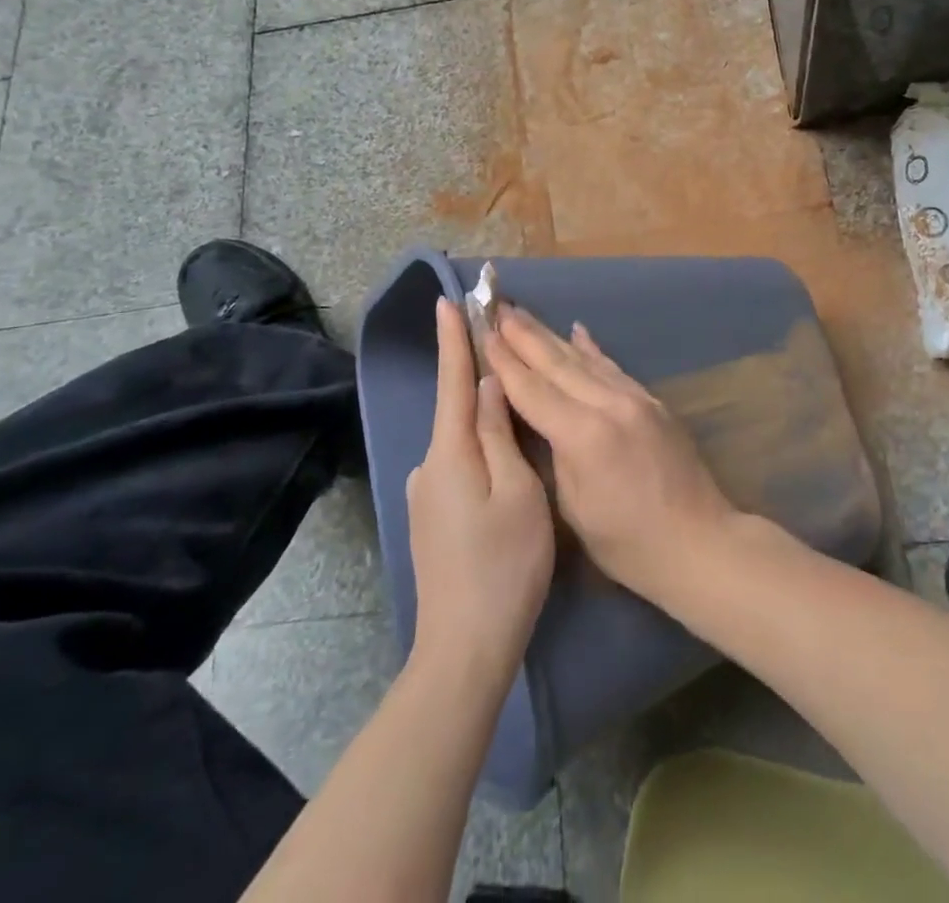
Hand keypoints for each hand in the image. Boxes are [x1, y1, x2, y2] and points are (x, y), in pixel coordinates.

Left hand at [406, 299, 554, 678]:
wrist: (465, 648)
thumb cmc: (503, 564)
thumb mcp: (517, 491)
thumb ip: (500, 433)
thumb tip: (489, 386)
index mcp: (449, 453)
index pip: (453, 381)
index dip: (453, 339)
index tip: (447, 300)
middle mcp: (429, 466)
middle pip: (458, 408)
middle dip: (478, 376)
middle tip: (507, 352)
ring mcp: (427, 495)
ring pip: (462, 440)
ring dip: (486, 418)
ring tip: (521, 409)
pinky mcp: (434, 517)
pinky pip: (461, 465)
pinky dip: (483, 449)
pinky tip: (507, 463)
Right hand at [484, 307, 736, 607]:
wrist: (700, 542)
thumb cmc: (628, 543)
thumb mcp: (575, 507)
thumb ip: (555, 454)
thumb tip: (543, 419)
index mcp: (583, 435)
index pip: (532, 390)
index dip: (505, 362)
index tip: (483, 333)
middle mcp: (609, 405)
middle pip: (558, 363)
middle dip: (524, 335)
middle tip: (497, 308)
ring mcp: (635, 398)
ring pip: (585, 359)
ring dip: (552, 335)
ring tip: (524, 314)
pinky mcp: (652, 402)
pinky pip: (613, 368)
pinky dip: (592, 349)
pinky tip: (578, 331)